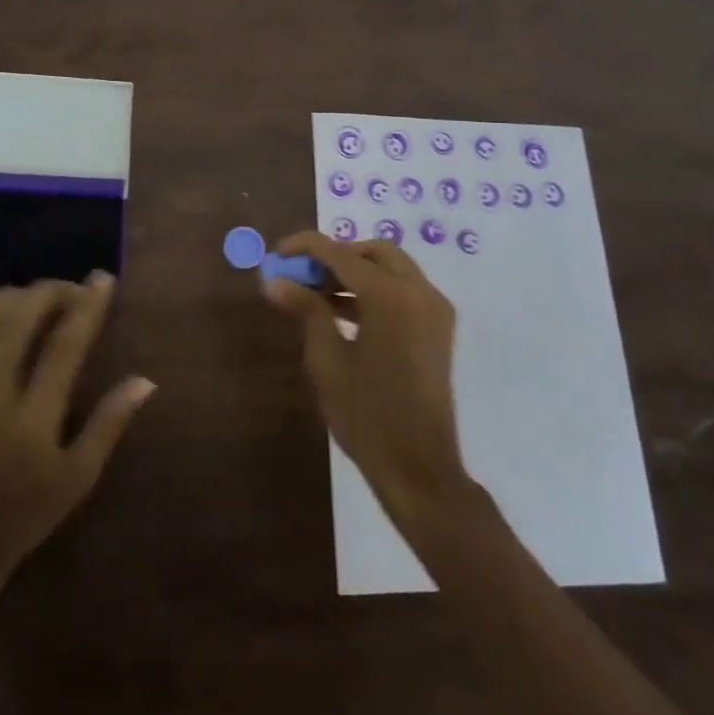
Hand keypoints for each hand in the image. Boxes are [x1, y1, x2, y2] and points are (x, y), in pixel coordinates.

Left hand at [0, 275, 154, 583]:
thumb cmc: (27, 514)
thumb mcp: (79, 477)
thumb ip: (110, 424)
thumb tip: (145, 380)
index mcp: (32, 420)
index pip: (63, 346)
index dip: (86, 307)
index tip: (102, 280)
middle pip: (17, 321)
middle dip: (48, 292)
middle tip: (70, 288)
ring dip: (8, 300)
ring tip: (33, 298)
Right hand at [262, 233, 467, 519]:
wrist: (419, 466)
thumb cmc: (366, 414)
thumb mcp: (327, 360)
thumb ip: (305, 310)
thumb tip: (275, 281)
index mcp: (390, 296)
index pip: (341, 254)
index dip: (306, 248)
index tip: (278, 252)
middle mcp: (419, 292)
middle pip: (373, 252)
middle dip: (336, 255)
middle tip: (303, 274)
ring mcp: (434, 310)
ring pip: (392, 269)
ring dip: (356, 272)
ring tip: (316, 294)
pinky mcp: (438, 329)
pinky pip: (404, 291)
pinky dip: (375, 290)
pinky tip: (344, 312)